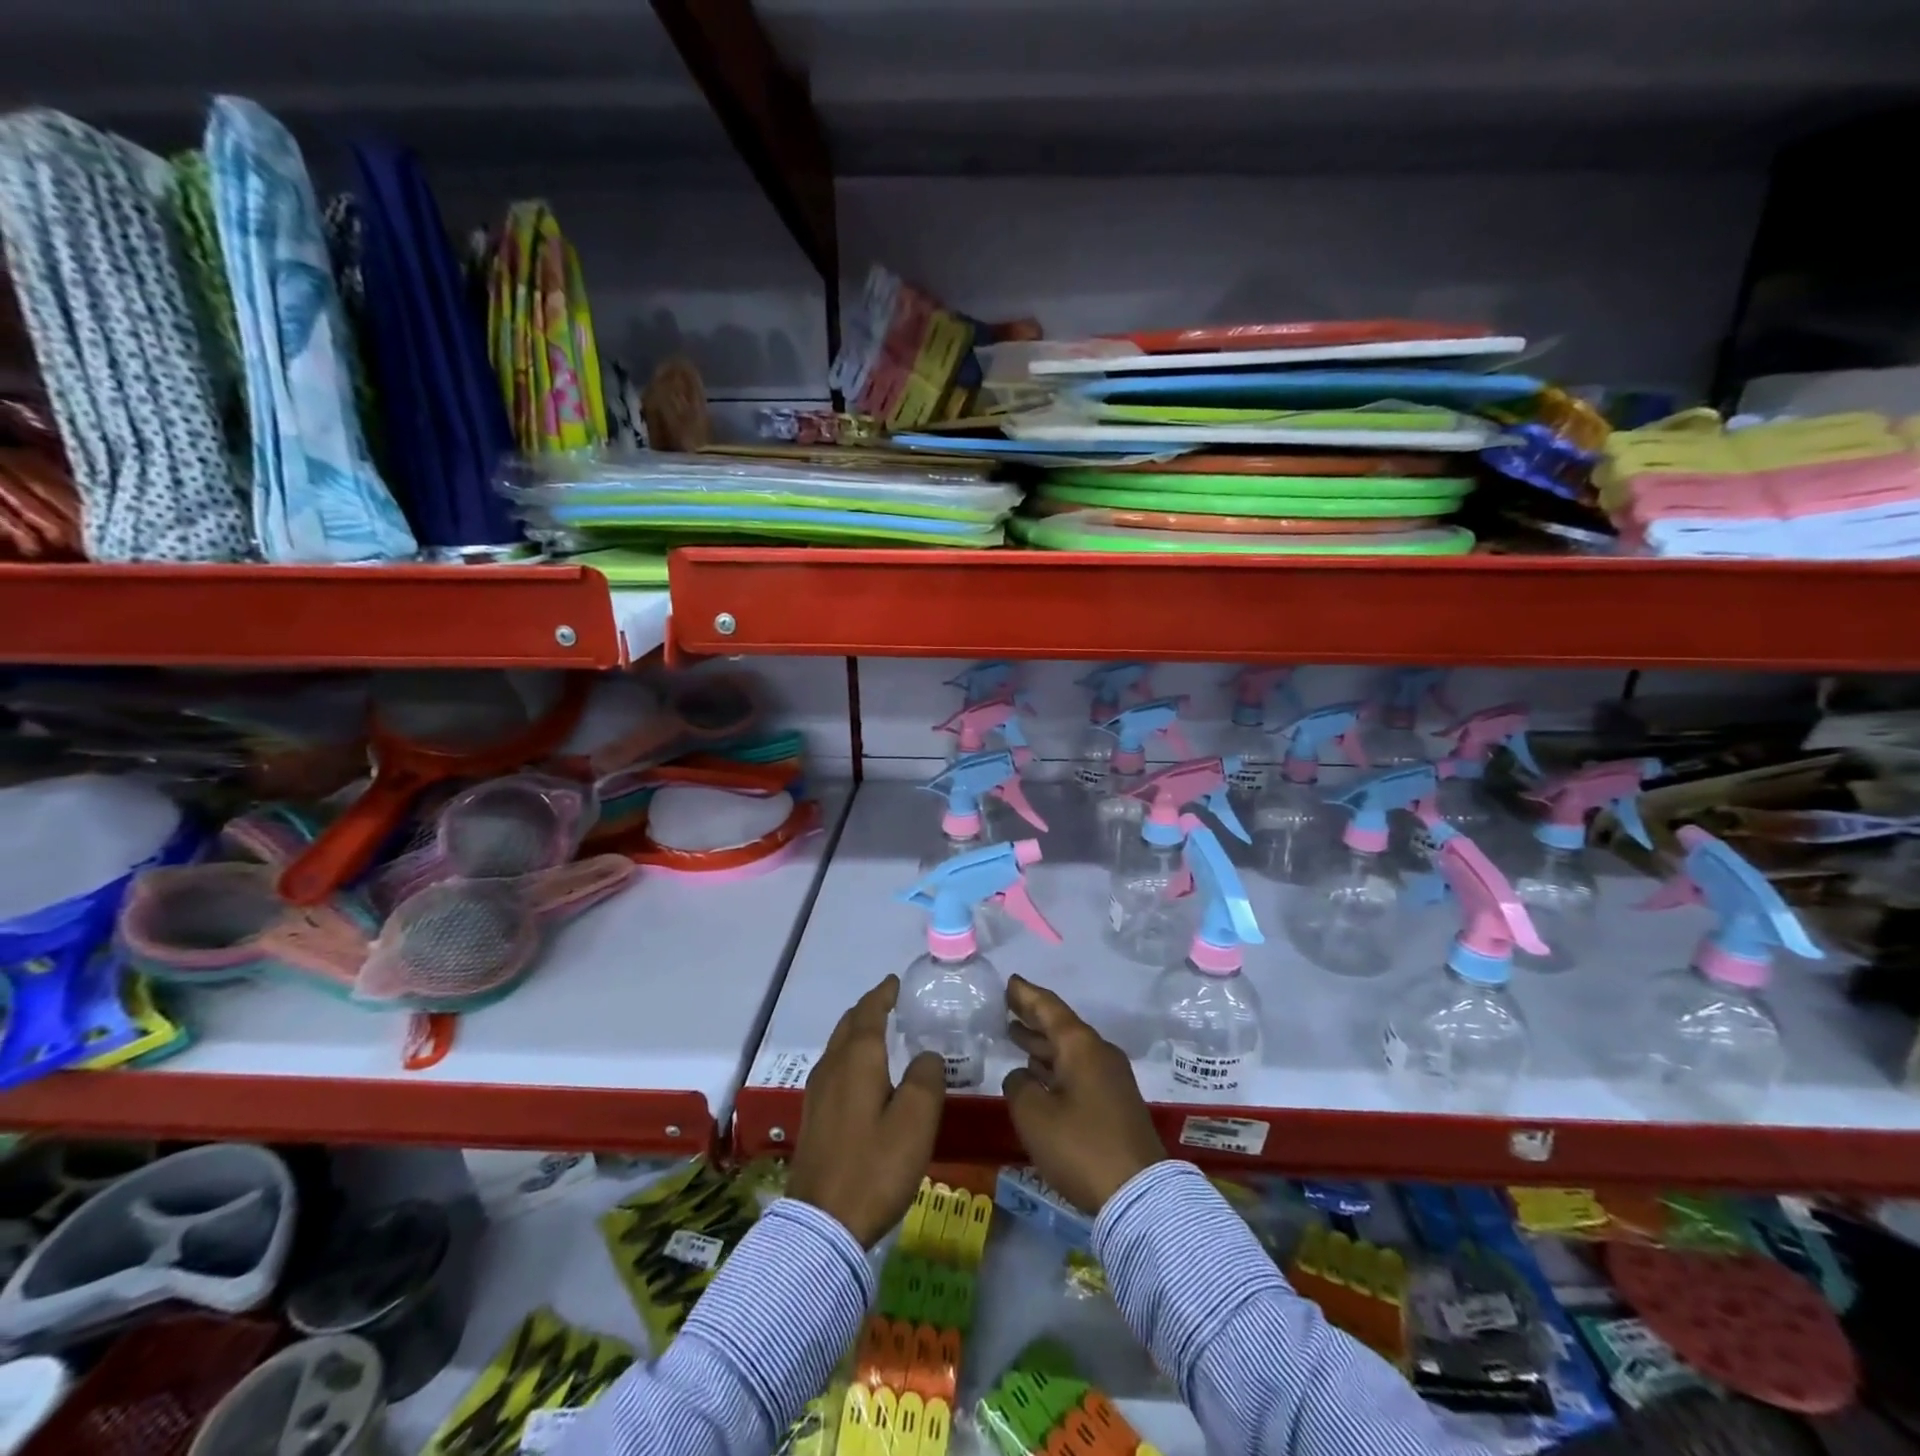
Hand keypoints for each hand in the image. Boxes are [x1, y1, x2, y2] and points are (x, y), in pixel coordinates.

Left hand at [787, 976, 945, 1246]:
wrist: (822, 1225)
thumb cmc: (874, 1166)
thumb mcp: (915, 1122)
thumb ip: (926, 1079)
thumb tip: (927, 1055)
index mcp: (857, 1059)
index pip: (869, 1012)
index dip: (883, 994)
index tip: (896, 982)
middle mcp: (832, 1067)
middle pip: (849, 1025)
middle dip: (868, 1010)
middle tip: (892, 1004)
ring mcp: (817, 1093)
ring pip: (838, 1047)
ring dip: (858, 1033)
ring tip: (881, 1034)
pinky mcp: (813, 1117)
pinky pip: (834, 1069)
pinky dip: (851, 1057)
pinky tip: (864, 1076)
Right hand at [1002, 975, 1165, 1215]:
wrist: (1139, 1194)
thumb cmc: (1081, 1146)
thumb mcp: (1034, 1115)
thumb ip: (1019, 1085)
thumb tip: (1022, 1076)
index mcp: (1081, 1046)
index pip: (1049, 1008)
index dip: (1026, 995)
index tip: (1010, 981)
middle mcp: (1099, 1054)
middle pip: (1061, 1027)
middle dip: (1033, 1018)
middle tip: (1008, 1006)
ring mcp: (1111, 1079)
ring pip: (1070, 1051)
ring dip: (1043, 1044)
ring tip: (1015, 1035)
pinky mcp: (1115, 1103)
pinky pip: (1078, 1071)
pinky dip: (1055, 1066)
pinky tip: (1038, 1074)